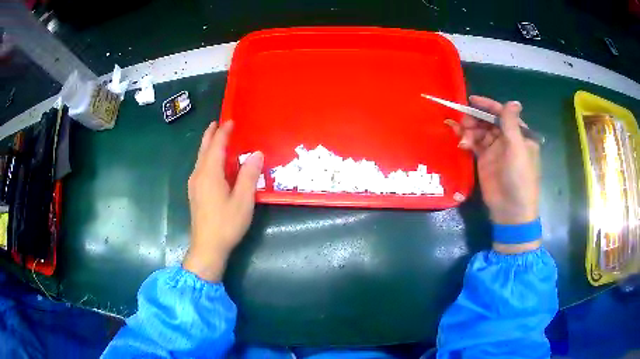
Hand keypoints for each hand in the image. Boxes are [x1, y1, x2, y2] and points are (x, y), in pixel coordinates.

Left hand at [183, 121, 263, 281]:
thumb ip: (249, 175)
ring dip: (208, 146)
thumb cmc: (226, 223)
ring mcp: (194, 185)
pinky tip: (212, 163)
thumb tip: (256, 153)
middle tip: (217, 123)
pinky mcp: (194, 193)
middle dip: (211, 135)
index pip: (217, 146)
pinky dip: (207, 158)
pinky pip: (200, 167)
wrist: (207, 247)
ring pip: (200, 158)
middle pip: (204, 149)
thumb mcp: (243, 200)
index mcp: (210, 173)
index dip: (224, 132)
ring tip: (215, 138)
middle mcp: (199, 175)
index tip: (231, 121)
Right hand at [446, 96, 539, 250]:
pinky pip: (474, 144)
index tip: (472, 100)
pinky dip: (466, 140)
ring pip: (480, 132)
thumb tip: (513, 101)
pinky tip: (460, 141)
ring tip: (461, 133)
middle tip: (463, 120)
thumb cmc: (519, 178)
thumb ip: (511, 125)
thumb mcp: (517, 149)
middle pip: (489, 122)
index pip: (503, 114)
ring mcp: (495, 150)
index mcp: (519, 135)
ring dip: (469, 129)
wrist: (510, 210)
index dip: (488, 106)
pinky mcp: (484, 160)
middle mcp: (507, 140)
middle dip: (476, 118)